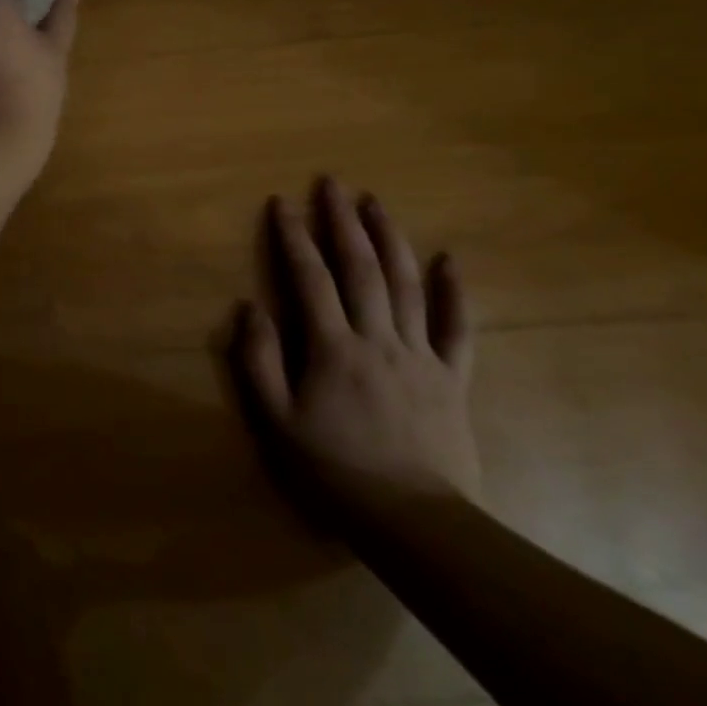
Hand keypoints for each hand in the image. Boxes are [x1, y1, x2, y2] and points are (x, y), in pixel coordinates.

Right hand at [236, 177, 478, 504]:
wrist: (414, 522)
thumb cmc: (334, 471)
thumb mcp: (276, 421)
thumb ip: (258, 361)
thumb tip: (250, 307)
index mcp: (332, 348)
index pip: (310, 278)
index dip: (294, 237)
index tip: (282, 203)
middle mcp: (377, 339)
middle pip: (361, 268)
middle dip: (343, 221)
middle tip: (333, 183)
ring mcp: (420, 355)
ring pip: (406, 284)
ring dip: (390, 238)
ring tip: (376, 202)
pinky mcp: (452, 377)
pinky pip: (457, 327)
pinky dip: (454, 291)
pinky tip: (450, 259)